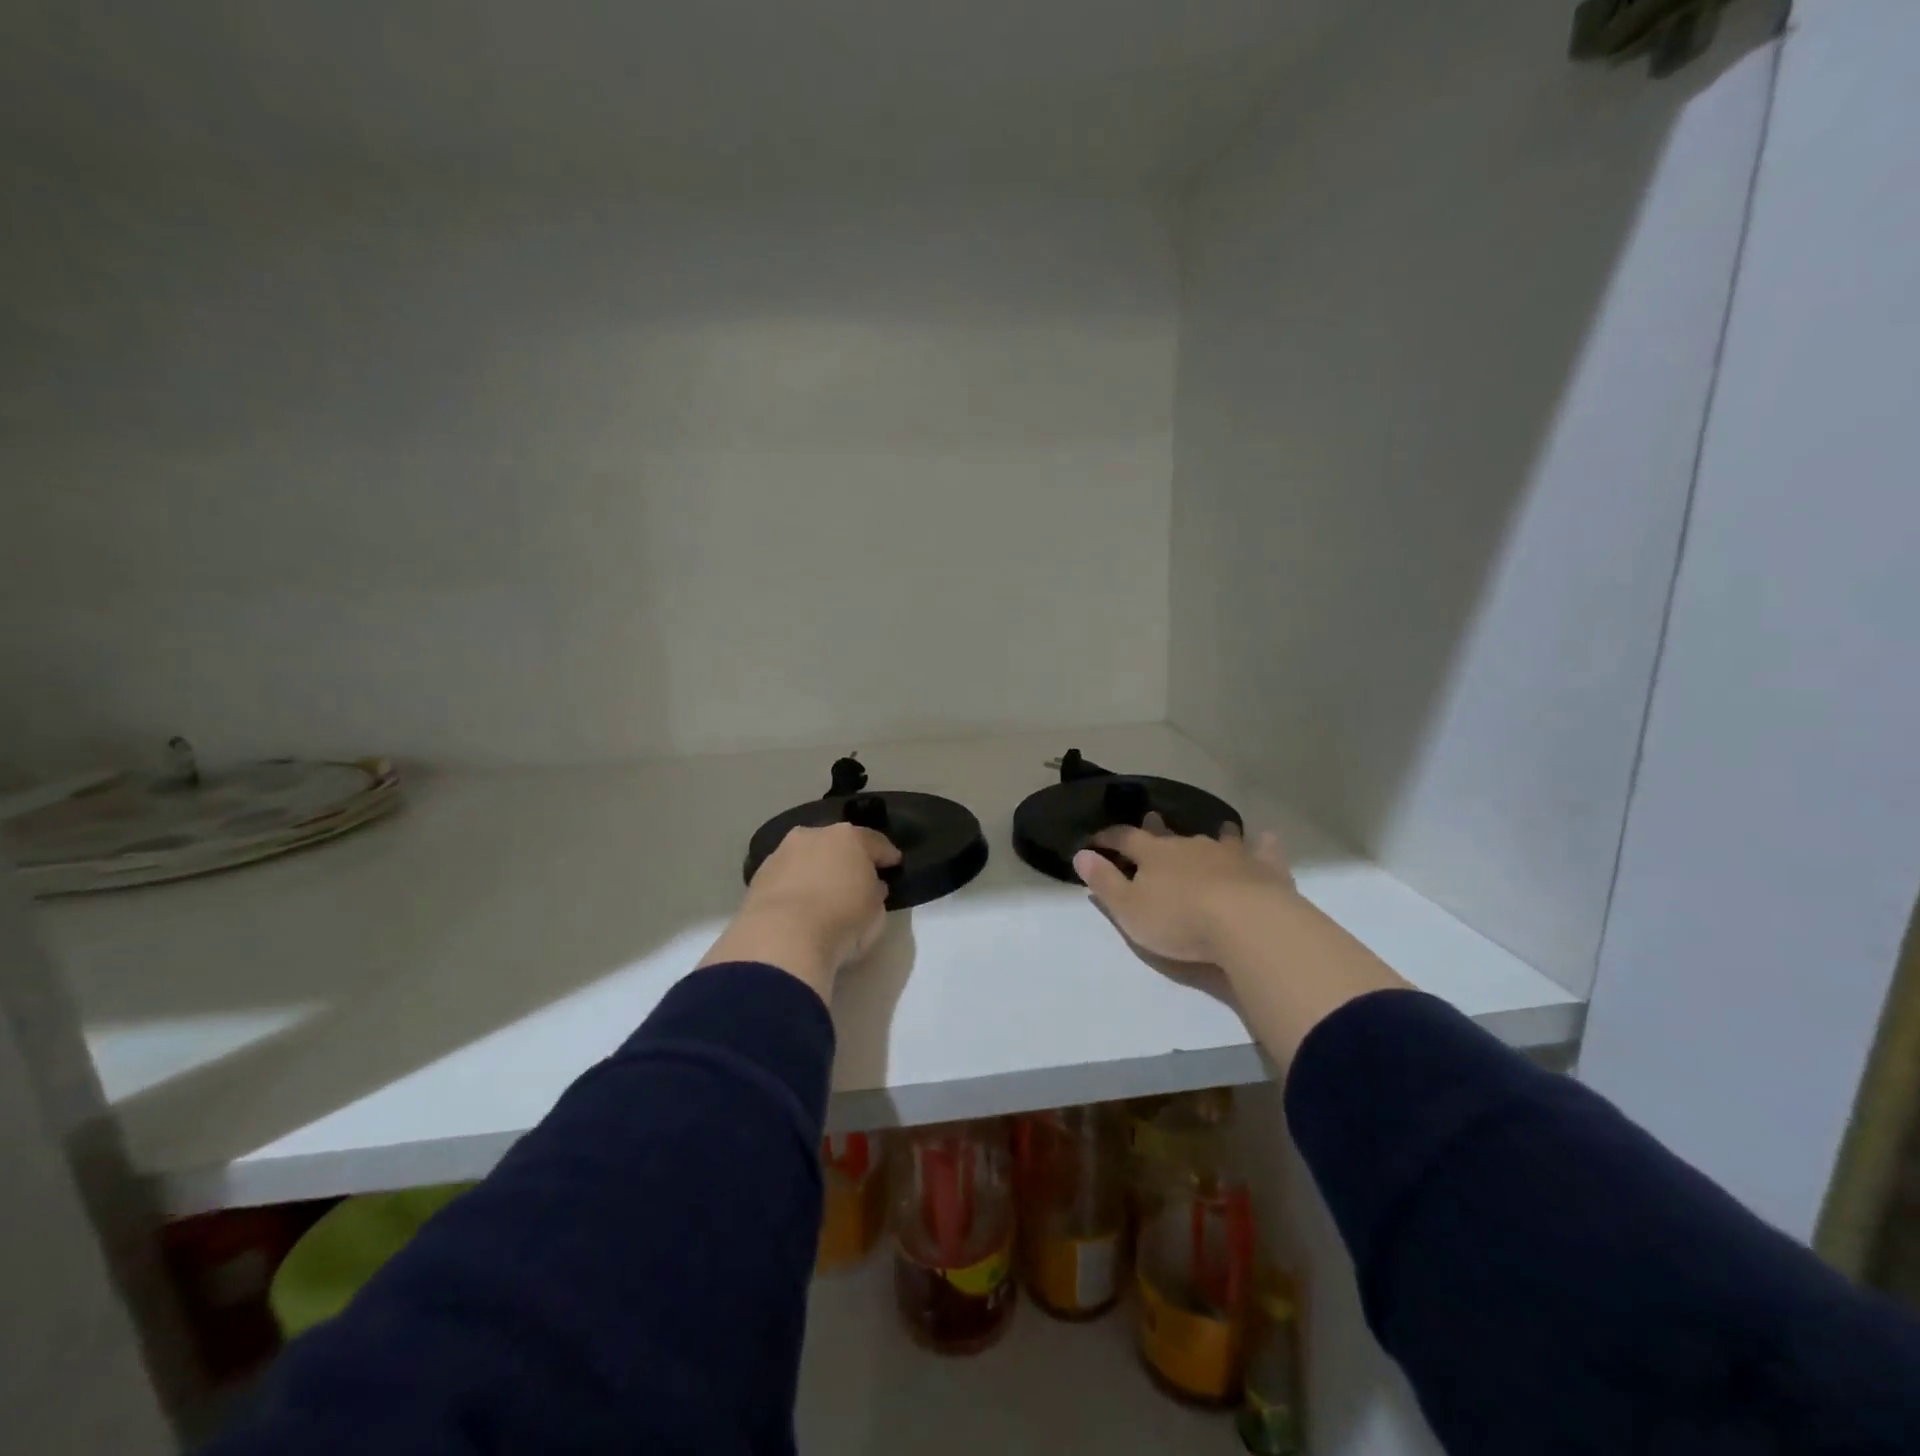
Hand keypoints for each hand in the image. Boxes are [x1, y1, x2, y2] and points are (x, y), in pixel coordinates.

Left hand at [699, 824, 902, 999]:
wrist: (783, 936)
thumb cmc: (842, 918)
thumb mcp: (876, 910)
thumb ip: (875, 892)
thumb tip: (870, 887)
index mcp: (848, 837)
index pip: (874, 842)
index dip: (886, 854)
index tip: (894, 864)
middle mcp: (813, 835)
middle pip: (836, 844)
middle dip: (846, 858)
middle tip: (856, 877)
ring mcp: (782, 853)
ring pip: (807, 857)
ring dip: (816, 870)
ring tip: (824, 892)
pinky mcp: (758, 876)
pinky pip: (787, 877)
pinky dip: (795, 886)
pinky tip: (800, 904)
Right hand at [1072, 820, 1296, 966]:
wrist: (1246, 924)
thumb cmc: (1180, 920)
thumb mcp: (1129, 909)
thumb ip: (1104, 882)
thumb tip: (1081, 854)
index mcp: (1154, 855)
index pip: (1125, 838)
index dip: (1108, 838)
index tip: (1095, 840)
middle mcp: (1190, 845)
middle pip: (1169, 833)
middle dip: (1157, 828)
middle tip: (1152, 819)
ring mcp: (1230, 853)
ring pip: (1218, 837)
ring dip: (1213, 834)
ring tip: (1215, 829)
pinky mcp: (1263, 868)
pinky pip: (1263, 850)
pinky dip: (1262, 844)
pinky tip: (1266, 838)